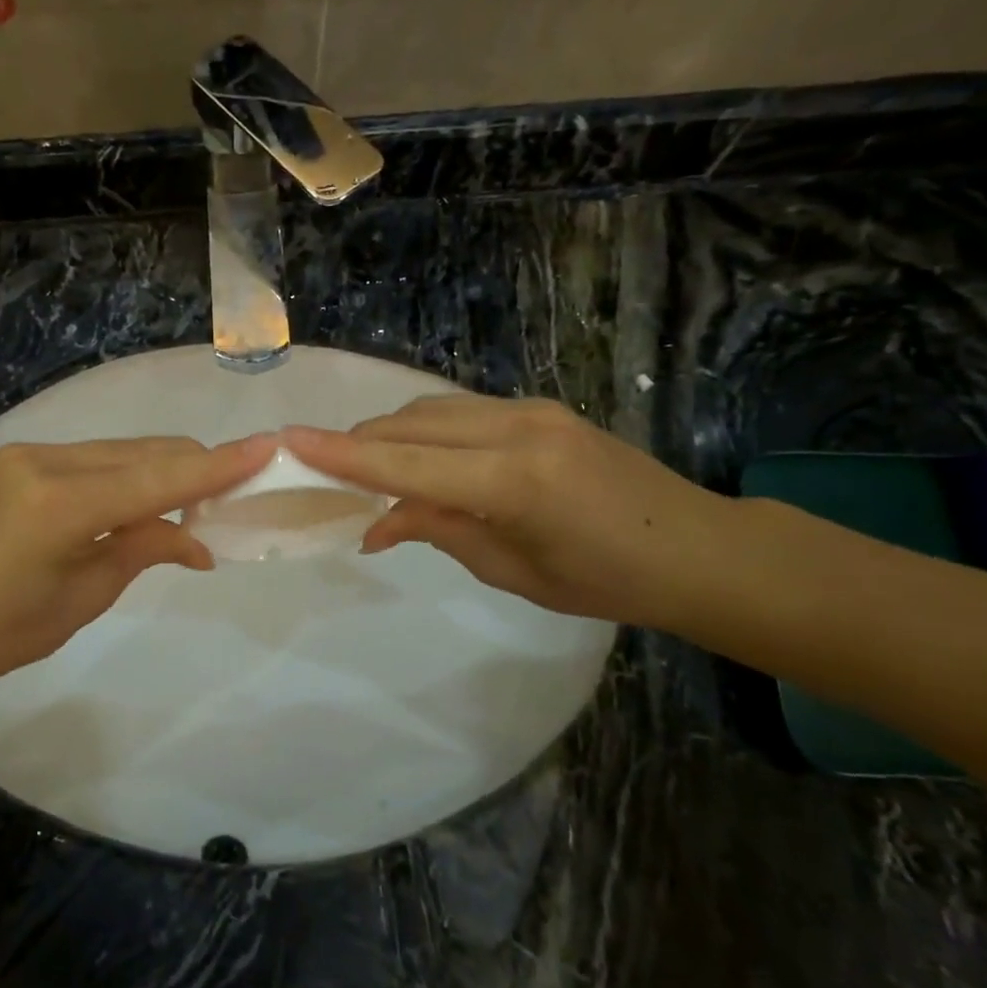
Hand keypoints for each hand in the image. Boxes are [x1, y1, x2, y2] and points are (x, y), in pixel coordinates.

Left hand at [0, 434, 274, 702]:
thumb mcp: (82, 599)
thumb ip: (142, 551)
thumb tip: (198, 540)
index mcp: (60, 504)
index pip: (158, 479)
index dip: (217, 467)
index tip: (267, 448)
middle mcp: (44, 461)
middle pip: (143, 454)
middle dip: (192, 470)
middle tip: (232, 498)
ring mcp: (26, 454)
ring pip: (119, 452)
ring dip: (159, 473)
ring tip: (188, 509)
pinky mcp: (17, 460)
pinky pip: (91, 459)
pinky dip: (124, 476)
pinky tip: (138, 504)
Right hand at [284, 396, 735, 628]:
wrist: (697, 547)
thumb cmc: (606, 580)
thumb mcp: (512, 570)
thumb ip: (438, 530)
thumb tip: (375, 523)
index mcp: (515, 482)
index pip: (407, 465)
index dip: (343, 456)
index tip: (289, 442)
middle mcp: (517, 428)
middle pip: (410, 425)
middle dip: (359, 445)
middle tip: (321, 471)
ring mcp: (530, 409)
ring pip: (430, 410)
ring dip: (389, 436)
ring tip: (364, 470)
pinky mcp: (538, 407)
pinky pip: (460, 411)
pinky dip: (424, 433)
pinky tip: (416, 460)